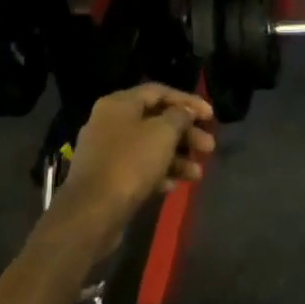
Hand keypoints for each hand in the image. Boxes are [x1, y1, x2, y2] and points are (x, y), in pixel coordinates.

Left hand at [57, 85, 214, 239]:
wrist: (93, 211)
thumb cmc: (131, 163)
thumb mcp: (163, 133)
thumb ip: (179, 117)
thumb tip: (185, 112)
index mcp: (119, 104)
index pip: (159, 92)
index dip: (187, 101)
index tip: (211, 115)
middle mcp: (109, 123)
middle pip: (156, 121)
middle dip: (186, 134)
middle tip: (209, 147)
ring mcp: (107, 151)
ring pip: (149, 147)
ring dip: (177, 158)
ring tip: (197, 174)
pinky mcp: (107, 177)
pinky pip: (139, 168)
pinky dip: (159, 174)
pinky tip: (173, 186)